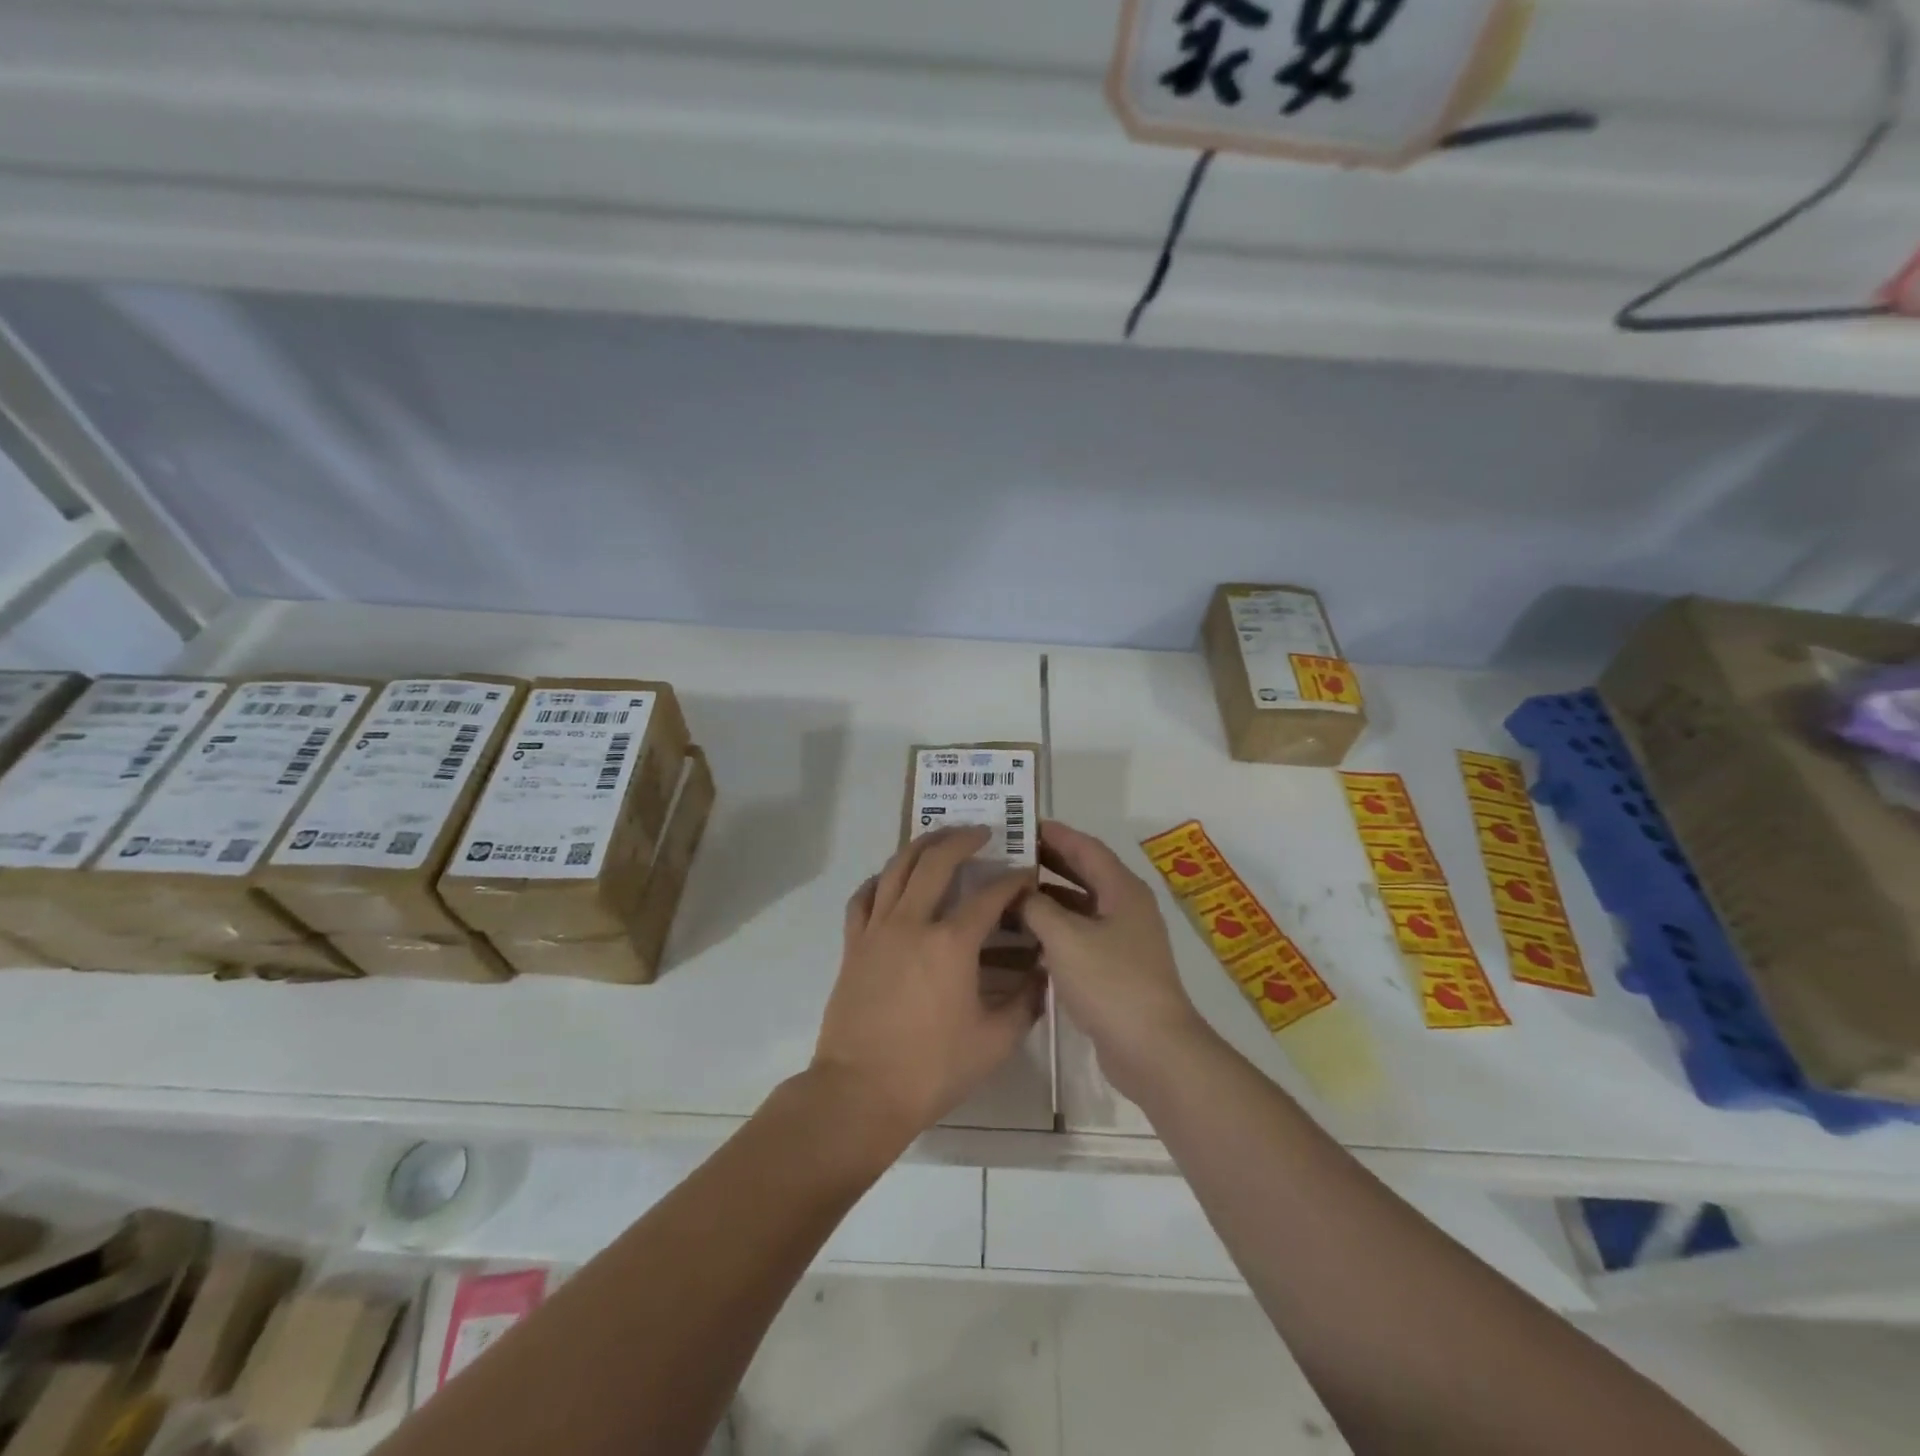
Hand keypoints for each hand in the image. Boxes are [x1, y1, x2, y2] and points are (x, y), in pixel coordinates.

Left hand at [813, 826, 1043, 1145]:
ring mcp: (877, 930)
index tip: (1027, 875)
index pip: (990, 896)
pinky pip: (863, 897)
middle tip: (981, 832)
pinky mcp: (853, 944)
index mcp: (952, 943)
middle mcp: (913, 922)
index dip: (1013, 881)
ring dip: (920, 846)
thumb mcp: (994, 1042)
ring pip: (896, 869)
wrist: (860, 1091)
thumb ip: (1025, 1003)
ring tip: (938, 838)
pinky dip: (879, 880)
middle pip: (936, 862)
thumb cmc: (932, 1069)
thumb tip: (1041, 974)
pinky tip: (888, 879)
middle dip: (962, 840)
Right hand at [1022, 820, 1210, 1102]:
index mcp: (1122, 890)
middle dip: (1048, 862)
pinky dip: (1054, 929)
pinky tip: (1025, 936)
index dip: (1055, 834)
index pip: (1086, 847)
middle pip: (1084, 873)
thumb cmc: (1111, 982)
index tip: (1022, 824)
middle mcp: (1126, 908)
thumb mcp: (1065, 938)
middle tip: (1010, 855)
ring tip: (1009, 892)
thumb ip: (1037, 908)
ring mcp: (1123, 939)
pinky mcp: (1115, 968)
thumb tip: (1019, 891)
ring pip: (1080, 907)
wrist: (1153, 1049)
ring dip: (1048, 898)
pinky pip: (1080, 935)